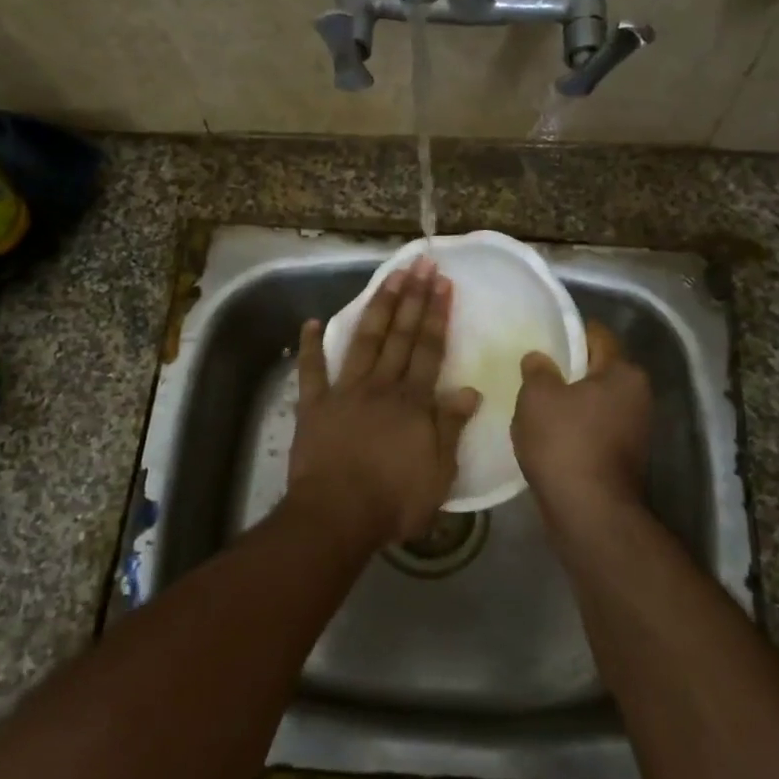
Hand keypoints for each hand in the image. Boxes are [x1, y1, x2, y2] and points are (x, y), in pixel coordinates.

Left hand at [288, 258, 481, 551]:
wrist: (337, 515)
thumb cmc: (394, 500)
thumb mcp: (439, 472)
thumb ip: (451, 427)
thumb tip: (469, 390)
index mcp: (413, 402)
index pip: (429, 349)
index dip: (437, 314)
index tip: (442, 283)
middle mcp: (381, 386)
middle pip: (400, 335)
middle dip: (412, 297)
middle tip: (420, 263)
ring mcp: (344, 392)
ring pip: (364, 341)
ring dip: (376, 307)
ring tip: (387, 277)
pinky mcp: (313, 406)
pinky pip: (310, 371)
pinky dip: (310, 346)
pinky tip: (311, 322)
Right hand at [513, 321, 651, 523]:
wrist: (588, 512)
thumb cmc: (565, 442)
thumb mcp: (537, 396)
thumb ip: (537, 370)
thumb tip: (539, 358)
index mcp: (624, 373)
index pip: (598, 336)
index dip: (570, 331)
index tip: (544, 334)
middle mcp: (638, 397)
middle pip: (598, 370)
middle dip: (568, 370)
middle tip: (534, 370)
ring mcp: (635, 431)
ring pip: (595, 403)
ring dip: (570, 402)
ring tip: (535, 404)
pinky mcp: (623, 459)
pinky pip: (594, 430)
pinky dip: (574, 429)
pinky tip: (547, 435)